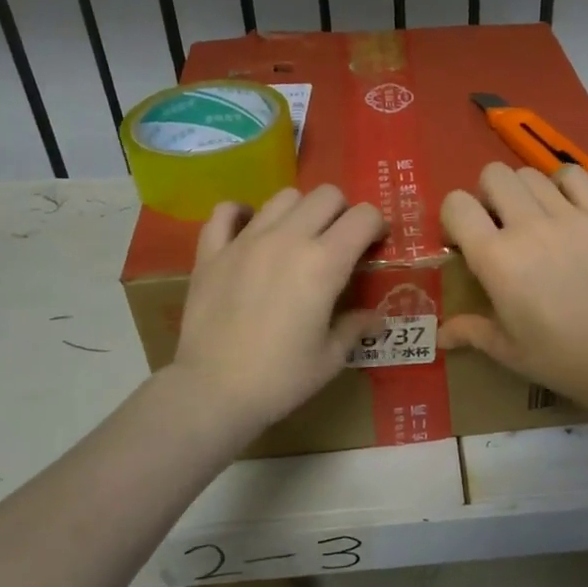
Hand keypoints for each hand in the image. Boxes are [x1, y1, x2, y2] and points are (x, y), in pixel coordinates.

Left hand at [172, 185, 384, 431]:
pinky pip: (226, 212)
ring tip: (296, 239)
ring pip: (283, 197)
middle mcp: (287, 239)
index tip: (374, 246)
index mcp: (324, 263)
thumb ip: (355, 327)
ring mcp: (245, 241)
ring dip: (299, 211)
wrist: (213, 391)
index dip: (376, 226)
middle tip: (338, 243)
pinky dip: (241, 215)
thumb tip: (375, 319)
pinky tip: (249, 232)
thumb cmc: (281, 378)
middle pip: (326, 195)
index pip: (363, 217)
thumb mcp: (331, 357)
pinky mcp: (211, 252)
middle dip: (341, 213)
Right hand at [439, 162, 587, 406]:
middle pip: (494, 175)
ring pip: (530, 174)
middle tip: (499, 224)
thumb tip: (440, 335)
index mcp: (495, 258)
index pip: (457, 204)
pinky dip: (563, 184)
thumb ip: (469, 331)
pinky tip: (564, 207)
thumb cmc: (556, 355)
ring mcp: (568, 217)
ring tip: (534, 219)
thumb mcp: (505, 348)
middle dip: (488, 195)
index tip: (464, 238)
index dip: (455, 216)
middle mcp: (527, 227)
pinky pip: (574, 175)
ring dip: (523, 192)